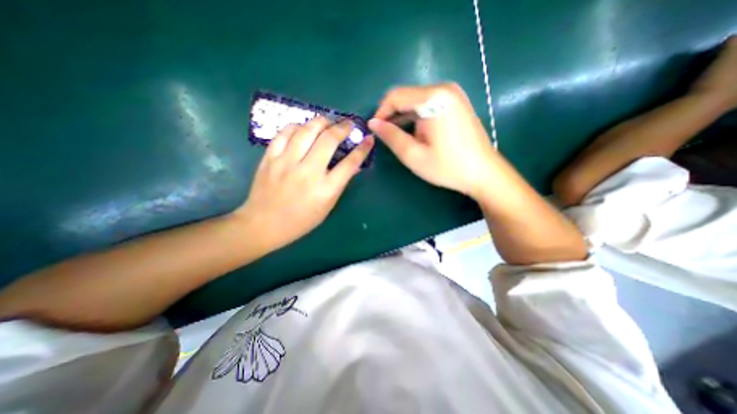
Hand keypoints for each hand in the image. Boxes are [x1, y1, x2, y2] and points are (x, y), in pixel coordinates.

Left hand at [237, 116, 375, 250]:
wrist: (264, 224)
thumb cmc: (301, 220)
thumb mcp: (327, 207)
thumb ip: (340, 185)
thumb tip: (353, 166)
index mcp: (326, 189)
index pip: (350, 163)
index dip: (362, 149)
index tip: (368, 139)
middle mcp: (308, 172)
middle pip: (329, 140)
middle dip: (343, 128)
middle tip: (348, 124)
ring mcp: (287, 163)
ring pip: (307, 130)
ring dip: (321, 122)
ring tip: (328, 122)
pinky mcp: (270, 158)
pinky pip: (284, 133)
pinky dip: (297, 126)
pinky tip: (303, 128)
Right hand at [368, 82, 493, 197]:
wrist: (483, 172)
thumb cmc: (447, 166)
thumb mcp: (413, 155)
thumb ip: (391, 136)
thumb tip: (373, 123)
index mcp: (434, 98)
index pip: (396, 96)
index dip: (380, 112)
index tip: (374, 130)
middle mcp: (444, 89)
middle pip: (406, 96)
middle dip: (392, 115)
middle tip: (384, 136)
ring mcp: (453, 95)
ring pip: (416, 101)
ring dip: (403, 117)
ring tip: (396, 136)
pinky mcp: (456, 103)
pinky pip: (428, 105)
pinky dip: (416, 117)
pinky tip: (413, 133)